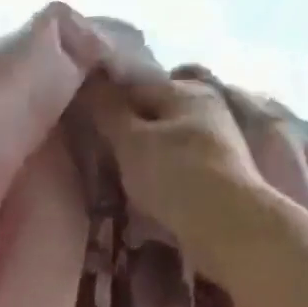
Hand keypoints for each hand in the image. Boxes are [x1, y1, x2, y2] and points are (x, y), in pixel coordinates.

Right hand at [80, 65, 276, 257]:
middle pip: (153, 112)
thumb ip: (108, 111)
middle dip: (126, 129)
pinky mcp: (217, 171)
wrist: (226, 224)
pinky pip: (176, 163)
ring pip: (165, 139)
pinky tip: (143, 189)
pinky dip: (158, 172)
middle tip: (98, 151)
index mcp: (186, 91)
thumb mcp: (131, 141)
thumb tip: (88, 82)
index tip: (81, 123)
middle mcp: (206, 107)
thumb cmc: (174, 175)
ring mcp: (215, 140)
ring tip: (116, 174)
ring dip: (142, 154)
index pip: (134, 85)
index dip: (105, 100)